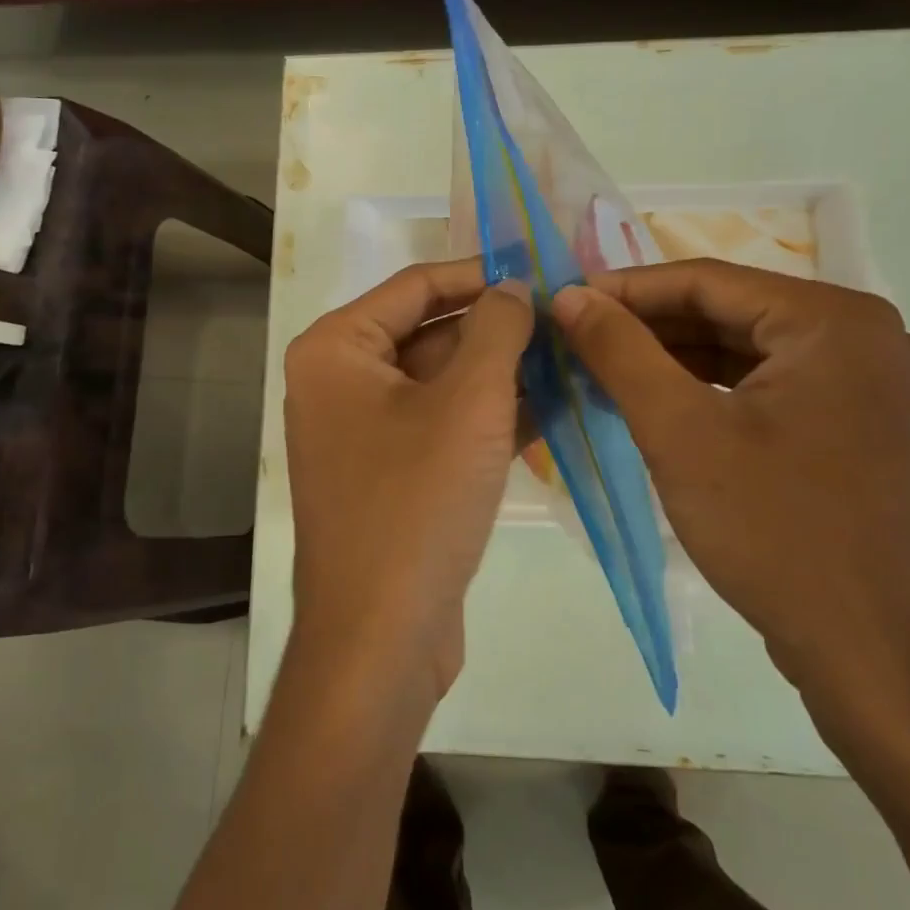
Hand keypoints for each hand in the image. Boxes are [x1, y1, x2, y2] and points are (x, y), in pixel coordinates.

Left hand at [284, 259, 532, 697]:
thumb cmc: (417, 503)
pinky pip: (443, 426)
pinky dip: (491, 416)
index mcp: (336, 349)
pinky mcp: (391, 474)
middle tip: (568, 320)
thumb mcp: (470, 403)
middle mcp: (340, 382)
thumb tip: (513, 286)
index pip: (416, 285)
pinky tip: (554, 407)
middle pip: (430, 332)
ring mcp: (363, 431)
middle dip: (498, 329)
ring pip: (443, 382)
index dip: (481, 274)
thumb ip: (496, 330)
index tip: (541, 271)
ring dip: (503, 374)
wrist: (381, 638)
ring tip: (573, 358)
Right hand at [553, 259, 909, 743]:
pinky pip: (774, 385)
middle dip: (651, 325)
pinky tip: (660, 400)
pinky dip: (714, 389)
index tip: (568, 301)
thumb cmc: (775, 535)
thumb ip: (620, 351)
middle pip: (733, 312)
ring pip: (751, 349)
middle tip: (579, 337)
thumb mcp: (679, 433)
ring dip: (677, 356)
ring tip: (606, 366)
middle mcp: (869, 338)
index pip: (710, 280)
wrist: (873, 659)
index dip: (628, 289)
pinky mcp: (863, 426)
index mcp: (837, 323)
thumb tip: (571, 295)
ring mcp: (873, 385)